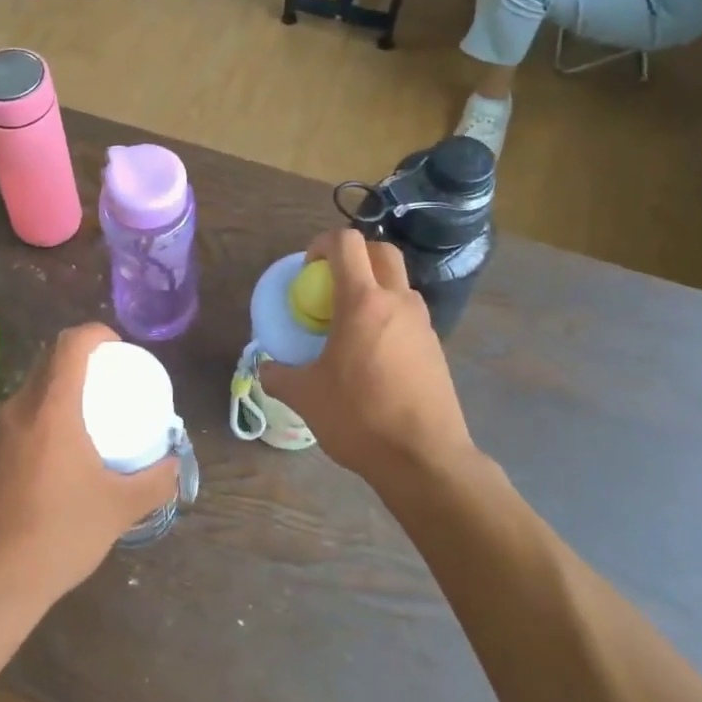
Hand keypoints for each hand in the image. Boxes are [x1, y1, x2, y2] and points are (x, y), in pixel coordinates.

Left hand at [0, 324, 178, 613]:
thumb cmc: (58, 536)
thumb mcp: (120, 509)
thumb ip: (156, 482)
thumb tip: (175, 465)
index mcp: (50, 409)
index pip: (69, 344)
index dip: (96, 334)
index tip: (119, 350)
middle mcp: (16, 409)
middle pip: (48, 362)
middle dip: (82, 363)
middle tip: (110, 387)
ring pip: (30, 391)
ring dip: (59, 392)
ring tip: (87, 422)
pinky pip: (16, 419)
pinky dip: (40, 419)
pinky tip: (55, 458)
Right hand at [260, 231, 474, 488]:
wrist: (424, 458)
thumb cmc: (360, 418)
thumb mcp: (306, 397)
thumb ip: (279, 375)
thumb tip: (266, 369)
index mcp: (363, 302)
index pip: (347, 243)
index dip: (322, 243)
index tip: (307, 270)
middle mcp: (397, 302)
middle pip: (381, 251)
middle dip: (354, 255)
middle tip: (330, 284)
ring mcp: (423, 324)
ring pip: (399, 283)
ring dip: (374, 286)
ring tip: (349, 323)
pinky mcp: (436, 348)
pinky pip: (408, 315)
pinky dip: (388, 317)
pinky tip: (372, 355)